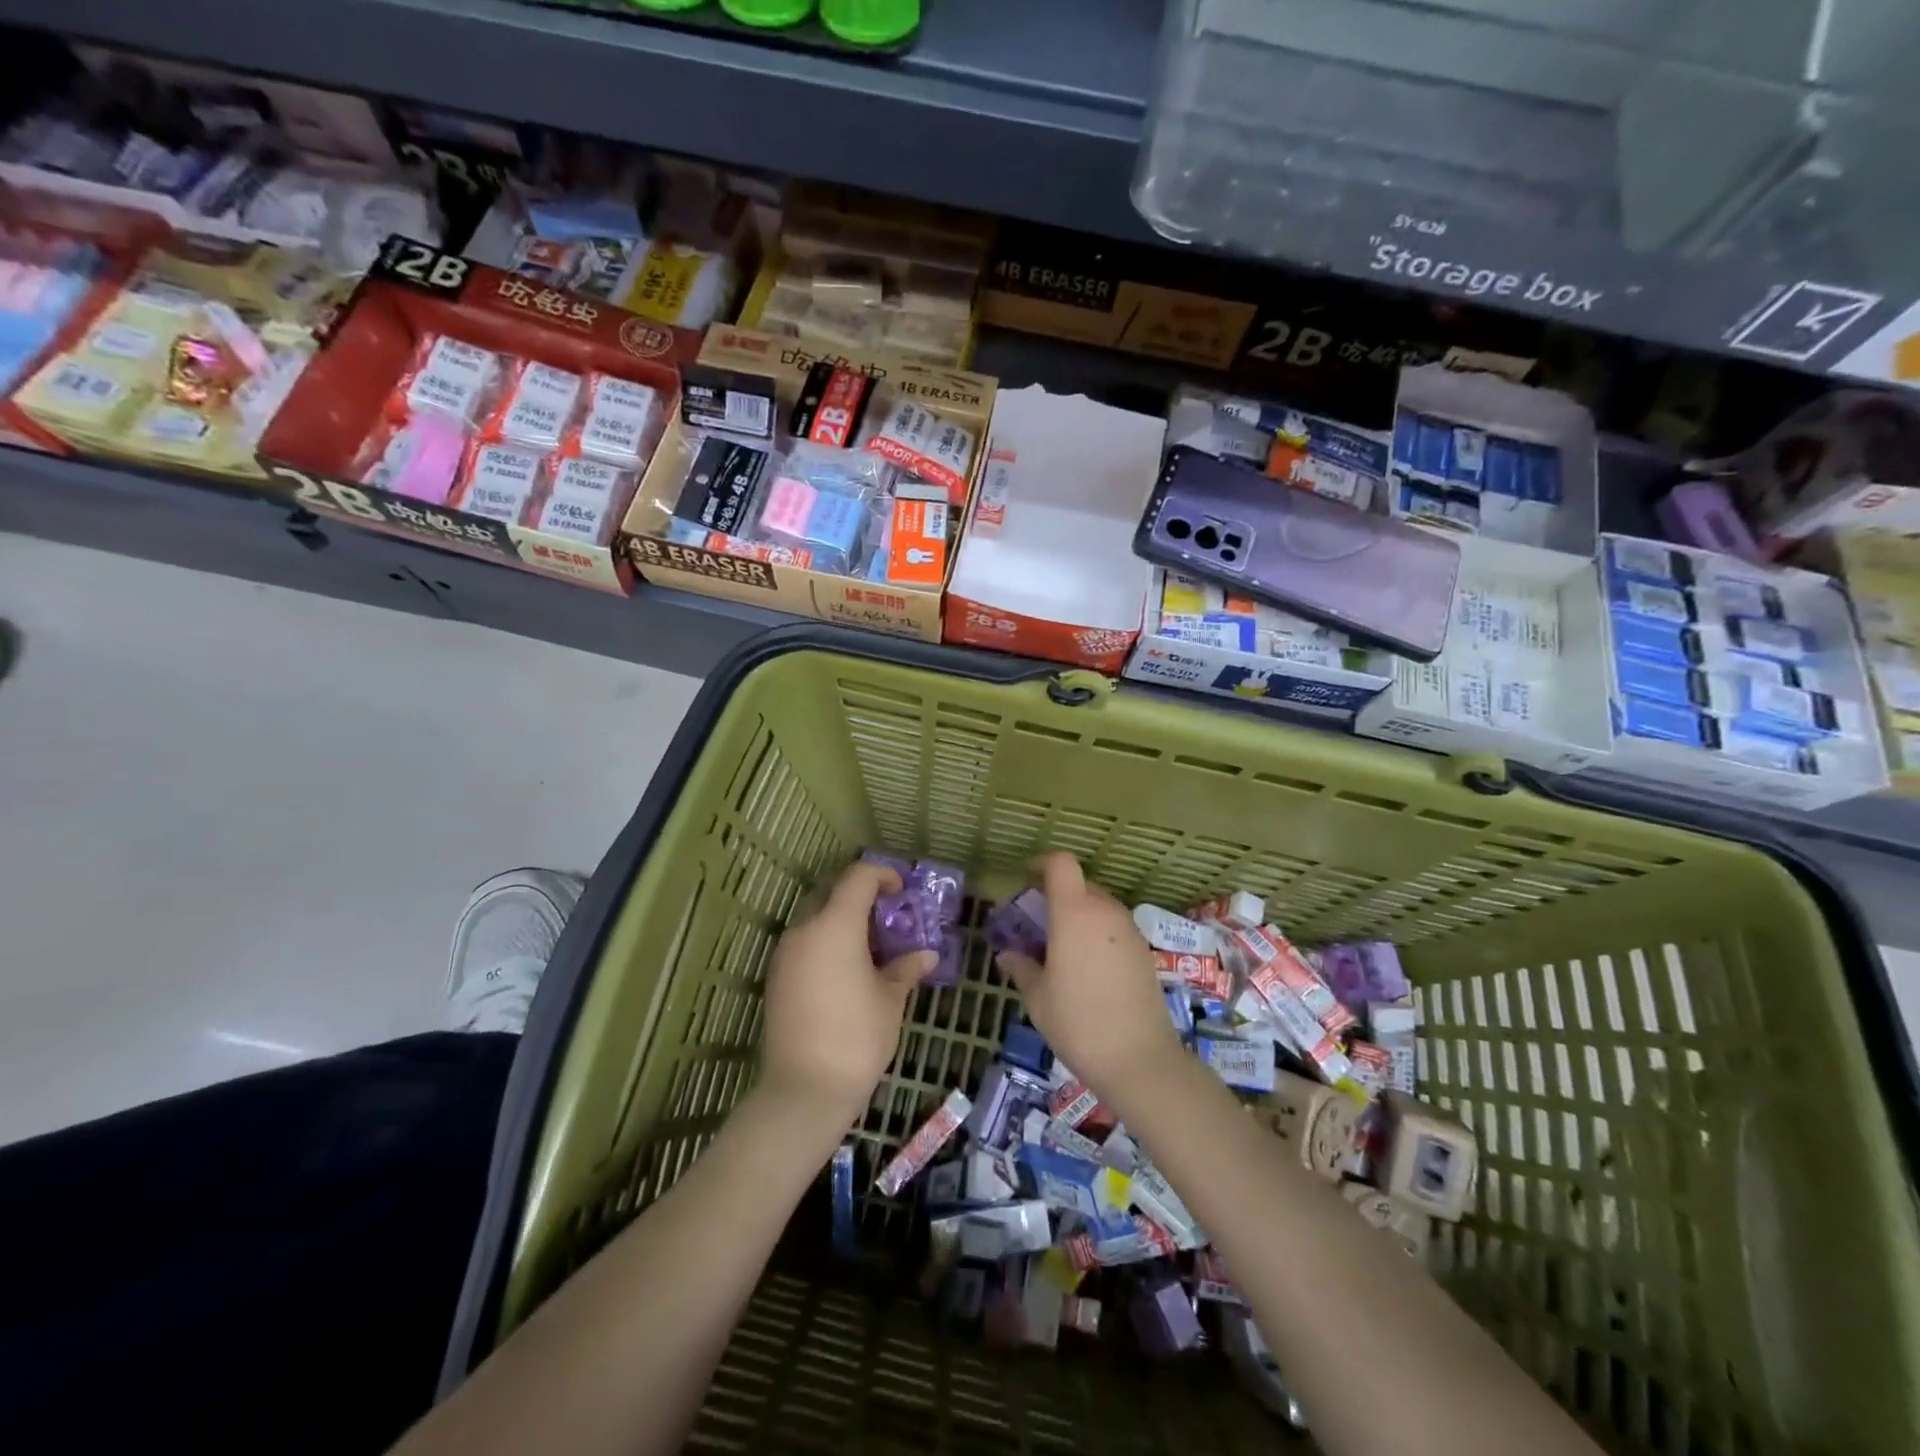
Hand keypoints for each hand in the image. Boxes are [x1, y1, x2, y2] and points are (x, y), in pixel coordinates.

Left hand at [759, 860, 937, 1127]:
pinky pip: (804, 942)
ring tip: (870, 944)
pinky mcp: (776, 977)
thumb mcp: (891, 1000)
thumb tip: (926, 955)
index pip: (858, 877)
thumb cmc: (857, 1037)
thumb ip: (906, 969)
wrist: (805, 1090)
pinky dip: (825, 941)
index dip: (882, 875)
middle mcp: (805, 930)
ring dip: (841, 919)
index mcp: (835, 925)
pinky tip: (847, 969)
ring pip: (814, 917)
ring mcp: (786, 954)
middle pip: (831, 892)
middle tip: (887, 915)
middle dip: (859, 895)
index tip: (901, 891)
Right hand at [995, 852, 1185, 1103]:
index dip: (1042, 863)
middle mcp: (1104, 911)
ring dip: (1077, 916)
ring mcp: (1129, 930)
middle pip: (1079, 885)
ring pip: (1098, 907)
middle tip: (1036, 924)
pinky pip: (1114, 928)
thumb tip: (1008, 955)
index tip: (1026, 878)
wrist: (1140, 1059)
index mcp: (1074, 912)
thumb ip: (1021, 968)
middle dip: (1056, 896)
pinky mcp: (1144, 951)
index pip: (1061, 863)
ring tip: (1059, 950)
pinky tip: (1086, 970)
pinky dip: (1096, 935)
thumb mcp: (1037, 997)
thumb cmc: (1078, 1022)